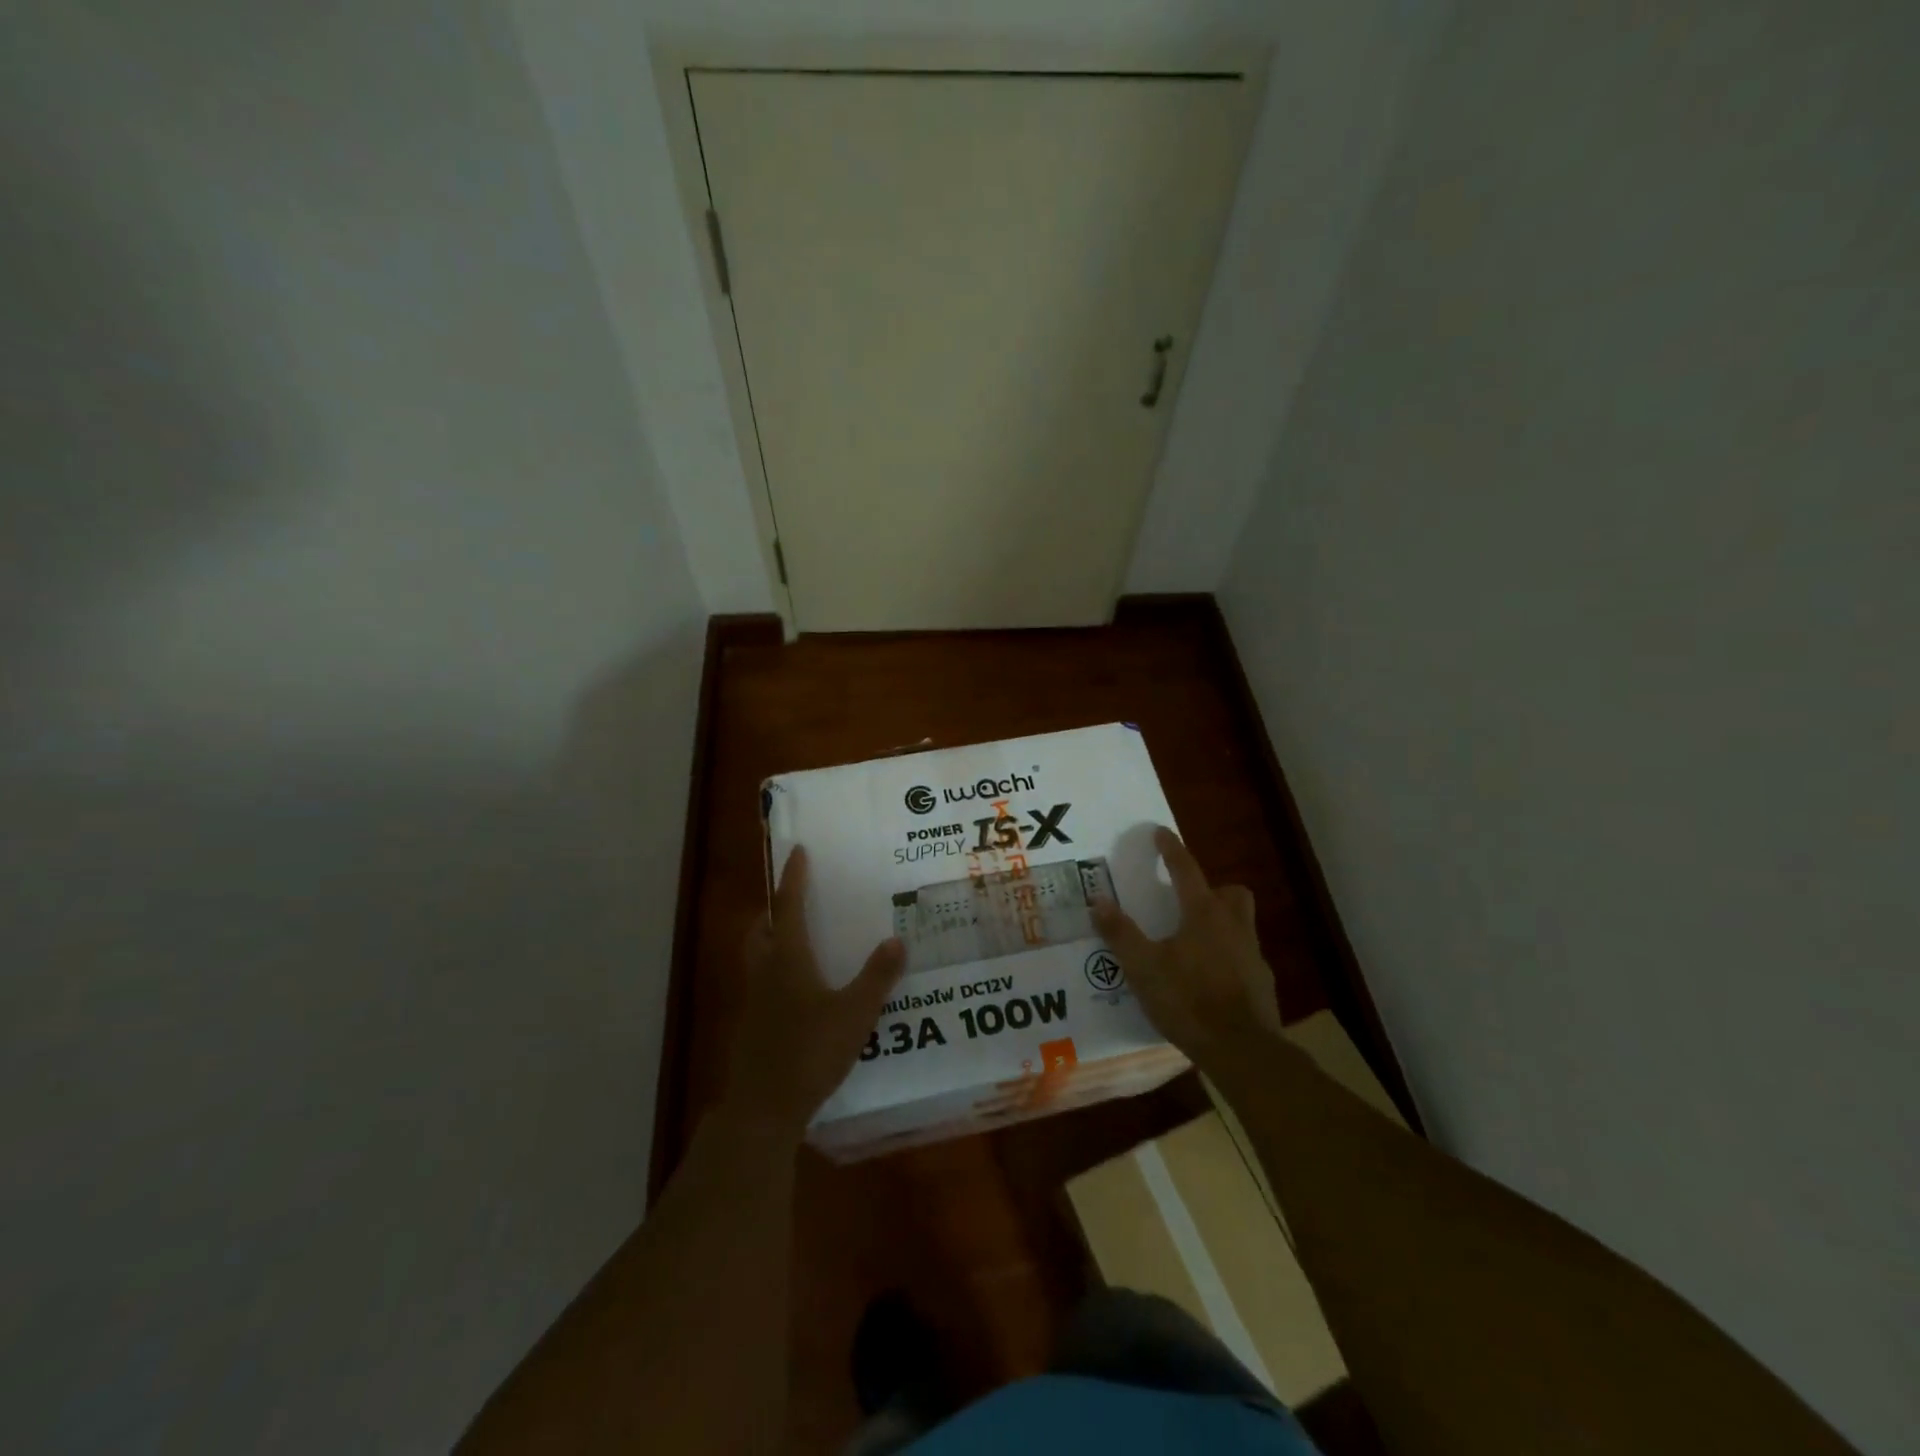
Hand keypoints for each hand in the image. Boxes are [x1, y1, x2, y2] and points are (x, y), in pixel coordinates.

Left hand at [723, 846, 905, 1137]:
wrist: (763, 1107)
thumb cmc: (809, 1052)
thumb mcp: (854, 1013)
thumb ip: (877, 977)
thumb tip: (896, 940)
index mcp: (786, 959)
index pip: (787, 906)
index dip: (792, 877)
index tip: (797, 851)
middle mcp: (764, 972)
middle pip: (761, 929)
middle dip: (773, 910)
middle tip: (793, 901)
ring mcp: (752, 1001)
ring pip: (756, 957)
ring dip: (771, 941)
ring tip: (798, 942)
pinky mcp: (750, 1027)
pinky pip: (761, 985)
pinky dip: (775, 974)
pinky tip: (799, 994)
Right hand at [1091, 827, 1282, 1070]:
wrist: (1242, 1050)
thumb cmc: (1188, 1000)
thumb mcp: (1143, 967)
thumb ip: (1120, 933)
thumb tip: (1098, 901)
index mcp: (1204, 914)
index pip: (1186, 869)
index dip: (1170, 849)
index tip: (1160, 832)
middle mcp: (1233, 926)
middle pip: (1231, 893)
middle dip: (1212, 889)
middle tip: (1188, 900)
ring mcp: (1252, 955)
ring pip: (1241, 924)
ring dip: (1221, 922)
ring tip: (1194, 941)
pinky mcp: (1261, 983)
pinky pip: (1243, 957)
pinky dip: (1227, 958)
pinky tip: (1208, 978)